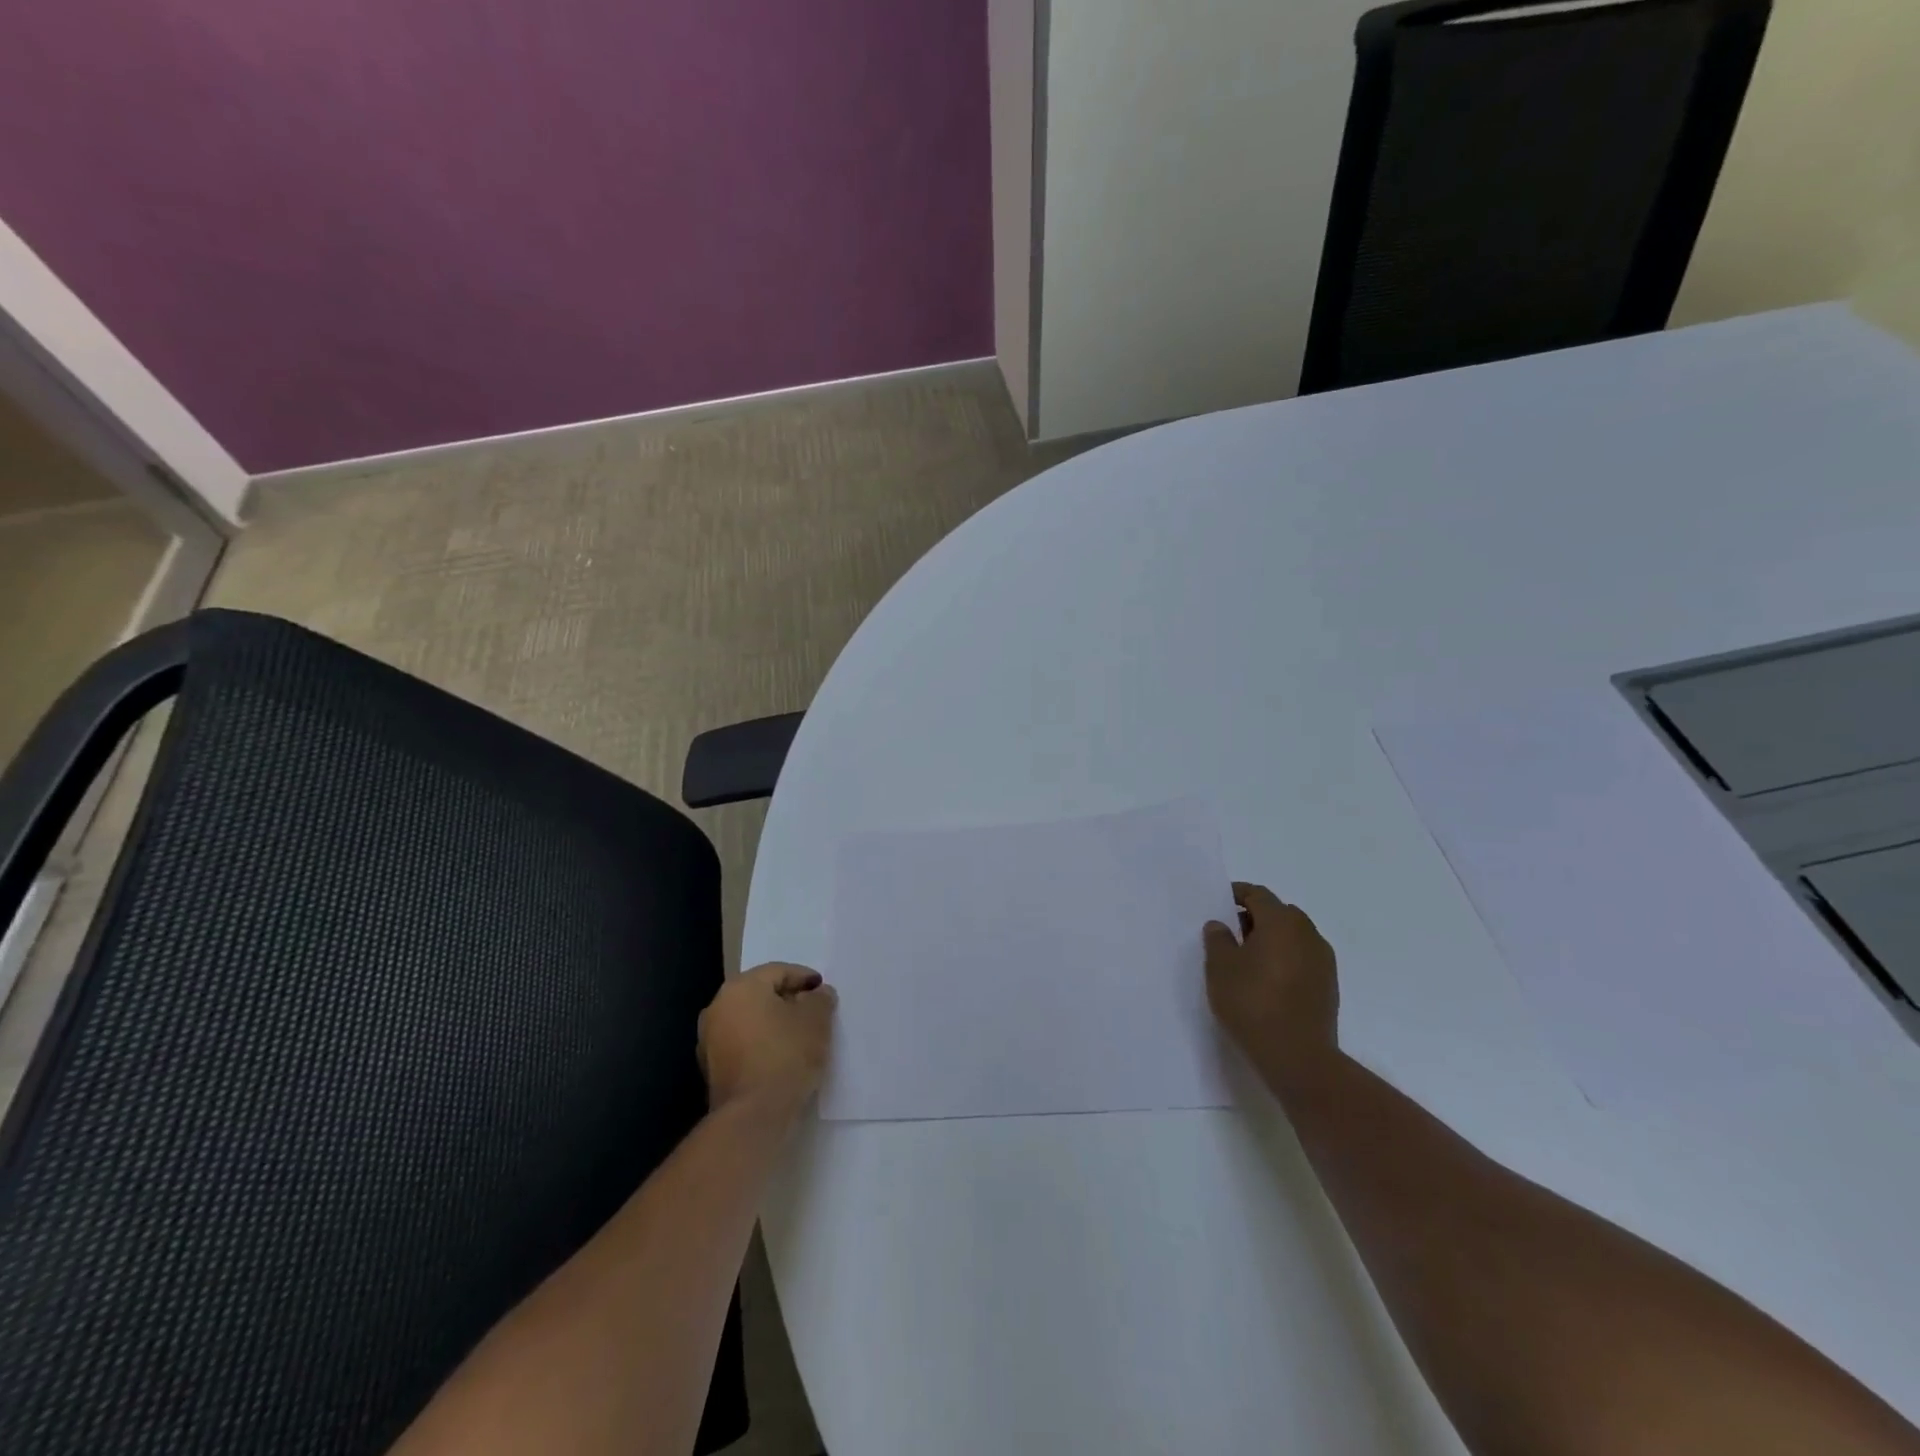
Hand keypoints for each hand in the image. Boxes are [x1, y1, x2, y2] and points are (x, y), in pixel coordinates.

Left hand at [697, 963, 837, 1118]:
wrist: (753, 1116)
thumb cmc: (786, 1056)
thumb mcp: (816, 1021)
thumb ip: (820, 1000)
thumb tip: (818, 994)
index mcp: (741, 987)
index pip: (778, 971)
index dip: (804, 978)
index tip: (823, 991)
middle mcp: (718, 1007)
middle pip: (761, 994)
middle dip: (788, 1000)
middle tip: (813, 1011)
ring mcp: (709, 1039)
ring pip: (750, 1020)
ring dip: (773, 1023)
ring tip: (800, 1036)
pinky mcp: (711, 1068)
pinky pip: (742, 1043)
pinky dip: (761, 1044)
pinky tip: (781, 1057)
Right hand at [1203, 883, 1339, 1094]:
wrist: (1298, 1057)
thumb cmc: (1252, 1003)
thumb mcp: (1220, 968)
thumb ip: (1218, 939)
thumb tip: (1221, 924)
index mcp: (1281, 922)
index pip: (1258, 895)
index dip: (1237, 894)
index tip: (1219, 902)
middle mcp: (1308, 934)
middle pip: (1279, 913)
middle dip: (1255, 917)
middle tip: (1231, 933)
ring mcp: (1323, 961)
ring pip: (1294, 936)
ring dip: (1272, 939)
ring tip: (1248, 959)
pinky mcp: (1329, 986)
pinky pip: (1303, 958)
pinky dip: (1285, 959)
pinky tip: (1268, 980)